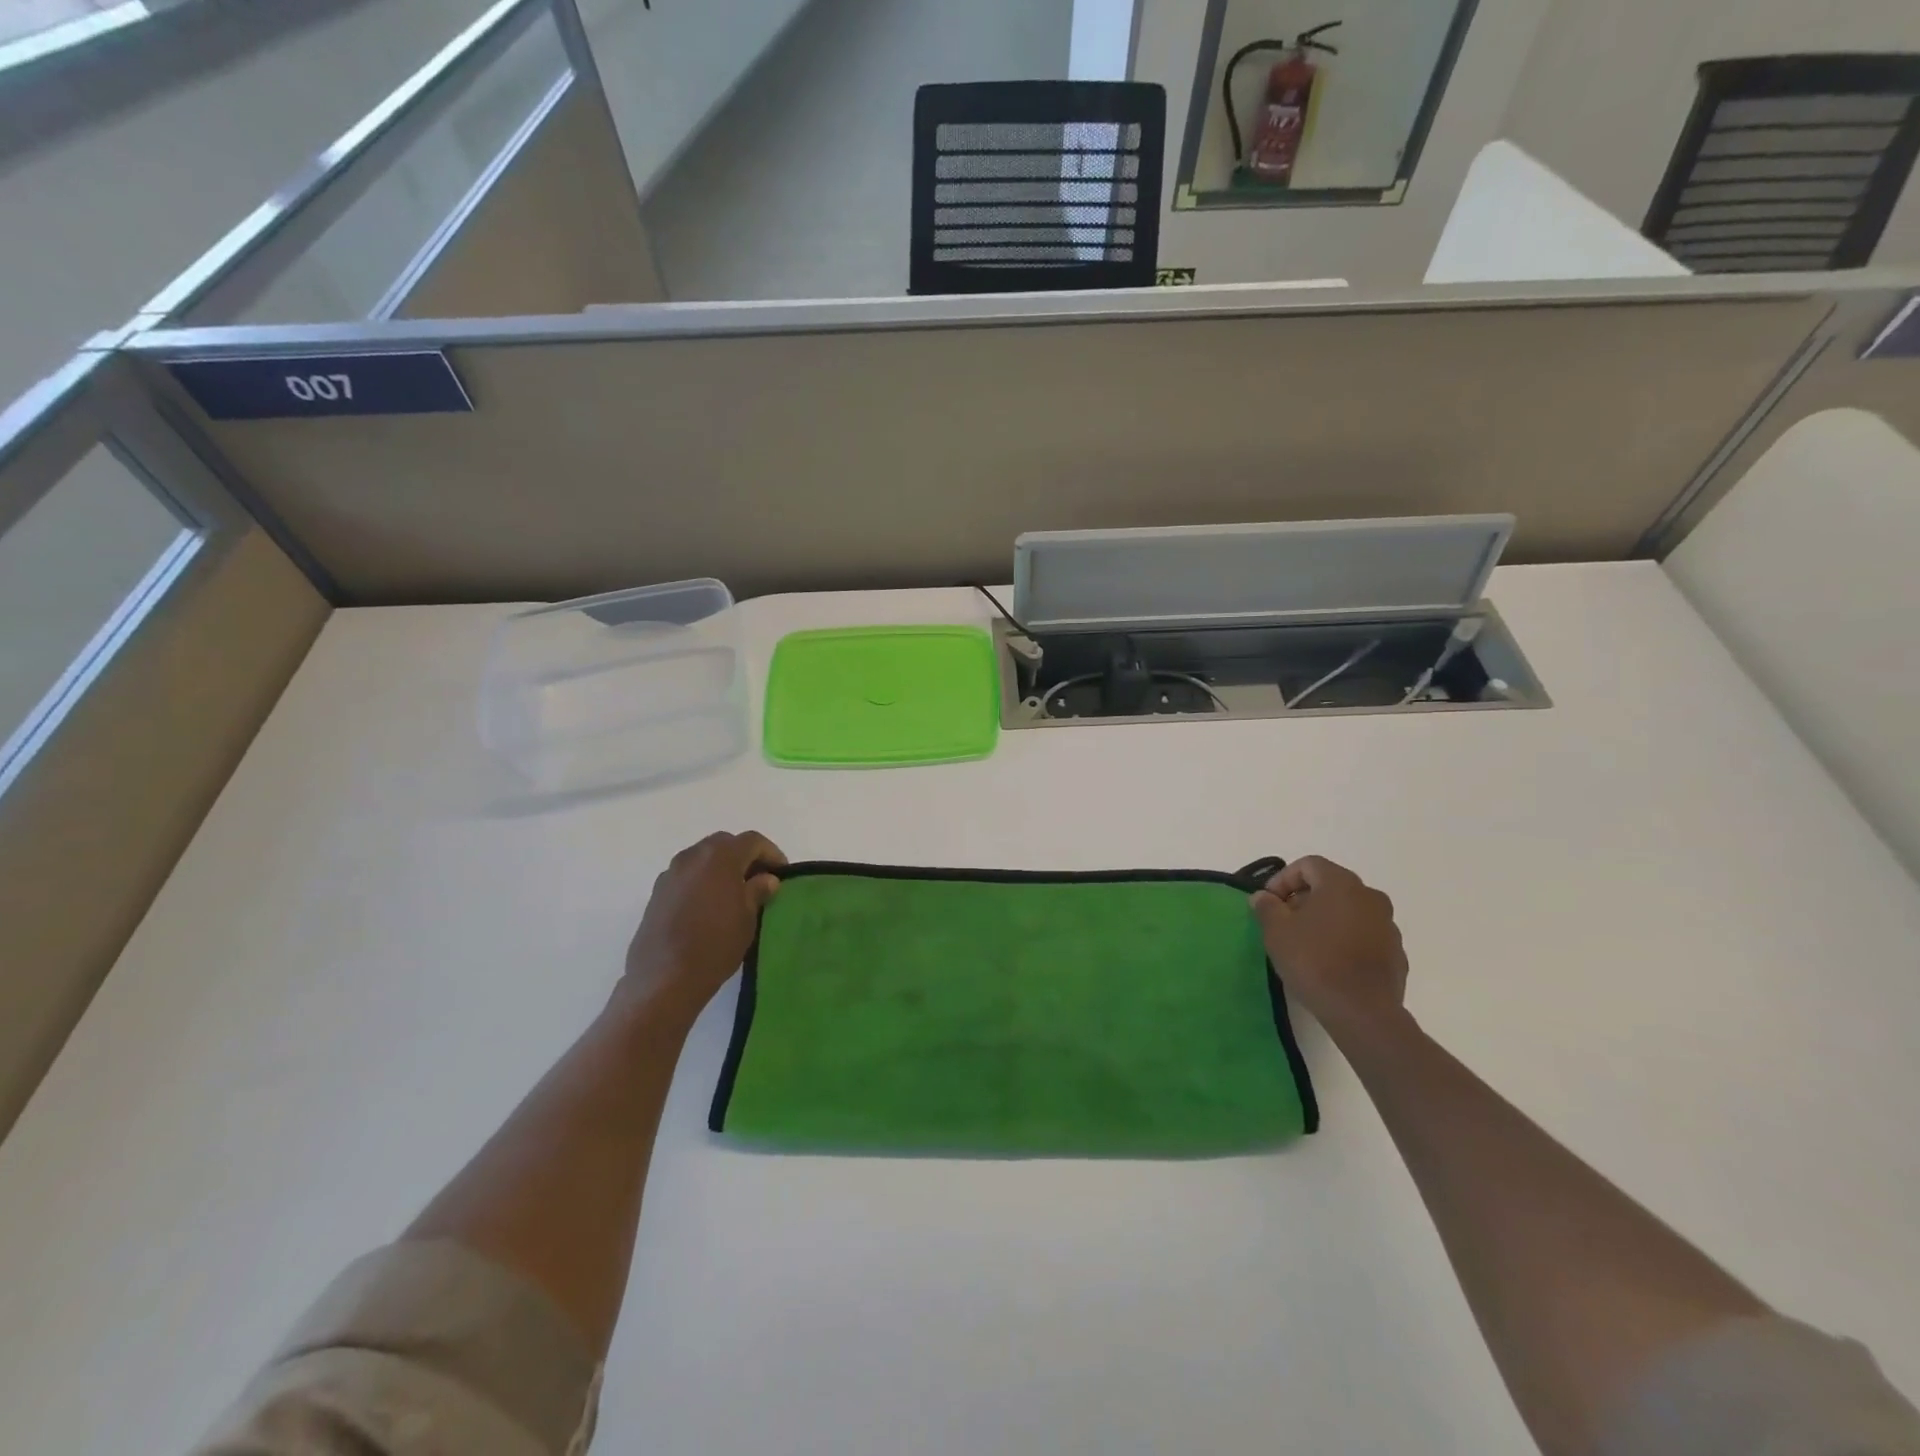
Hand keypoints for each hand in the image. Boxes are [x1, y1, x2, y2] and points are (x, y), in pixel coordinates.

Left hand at [622, 831, 785, 1024]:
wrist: (664, 978)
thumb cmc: (715, 944)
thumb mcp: (748, 918)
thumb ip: (758, 891)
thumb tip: (766, 879)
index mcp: (720, 857)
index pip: (752, 841)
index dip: (771, 853)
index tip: (782, 873)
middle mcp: (692, 856)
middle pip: (725, 844)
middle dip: (745, 857)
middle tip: (759, 879)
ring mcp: (670, 873)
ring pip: (703, 858)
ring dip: (721, 868)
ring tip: (734, 894)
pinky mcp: (657, 893)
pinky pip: (686, 876)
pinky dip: (702, 881)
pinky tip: (709, 907)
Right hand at [1250, 855, 1407, 1040]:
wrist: (1362, 1012)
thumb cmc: (1314, 961)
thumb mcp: (1276, 931)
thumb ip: (1267, 907)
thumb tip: (1263, 897)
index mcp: (1341, 884)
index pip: (1309, 865)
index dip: (1283, 879)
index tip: (1269, 902)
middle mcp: (1370, 897)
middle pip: (1331, 885)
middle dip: (1304, 898)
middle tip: (1284, 920)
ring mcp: (1388, 926)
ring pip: (1350, 911)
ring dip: (1327, 919)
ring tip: (1306, 943)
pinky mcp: (1396, 953)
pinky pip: (1364, 935)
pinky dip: (1346, 939)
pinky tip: (1330, 962)